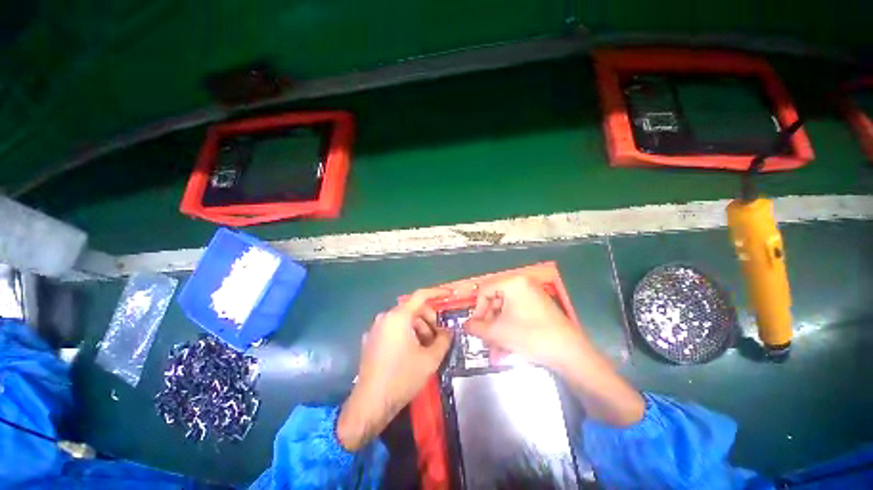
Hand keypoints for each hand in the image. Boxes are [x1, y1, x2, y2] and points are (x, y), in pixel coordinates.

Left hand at [337, 289, 452, 450]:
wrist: (370, 404)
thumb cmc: (402, 378)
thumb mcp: (430, 359)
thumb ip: (443, 340)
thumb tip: (449, 331)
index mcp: (399, 317)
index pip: (421, 296)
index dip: (437, 293)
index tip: (449, 294)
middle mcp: (385, 317)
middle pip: (413, 309)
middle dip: (429, 319)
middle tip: (440, 335)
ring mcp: (376, 328)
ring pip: (403, 320)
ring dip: (419, 328)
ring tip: (428, 347)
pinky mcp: (371, 340)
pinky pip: (393, 329)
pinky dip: (406, 333)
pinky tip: (412, 351)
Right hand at [464, 276, 590, 371]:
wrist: (570, 354)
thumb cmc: (530, 336)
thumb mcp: (497, 332)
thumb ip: (476, 327)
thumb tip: (464, 325)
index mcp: (512, 282)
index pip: (484, 290)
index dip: (476, 309)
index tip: (474, 327)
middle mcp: (522, 284)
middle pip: (495, 301)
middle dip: (487, 323)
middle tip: (483, 339)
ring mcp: (532, 296)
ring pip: (505, 311)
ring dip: (497, 331)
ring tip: (494, 352)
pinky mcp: (538, 308)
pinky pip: (516, 316)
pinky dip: (509, 330)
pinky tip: (505, 351)